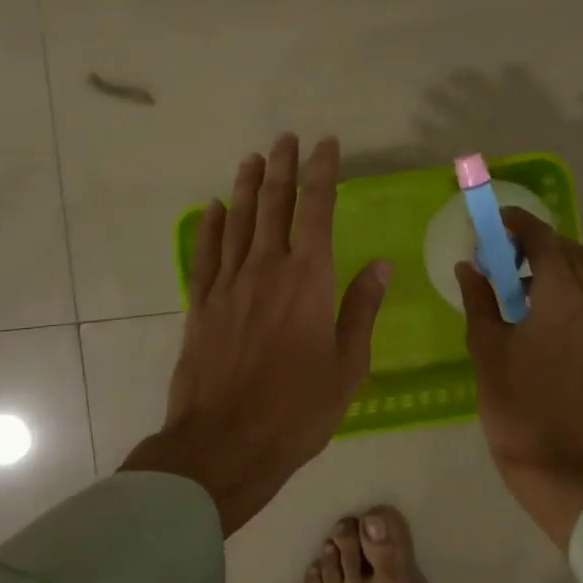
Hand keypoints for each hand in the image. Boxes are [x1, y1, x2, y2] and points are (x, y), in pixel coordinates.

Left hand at [121, 134, 390, 534]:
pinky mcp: (201, 306)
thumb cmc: (298, 409)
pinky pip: (206, 254)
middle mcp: (266, 270)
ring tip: (254, 158)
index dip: (322, 173)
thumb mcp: (348, 365)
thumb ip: (361, 309)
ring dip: (248, 187)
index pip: (317, 210)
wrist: (224, 445)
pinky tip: (214, 208)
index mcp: (308, 280)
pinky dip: (211, 227)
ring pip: (238, 222)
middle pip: (274, 205)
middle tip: (288, 138)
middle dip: (283, 168)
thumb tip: (381, 264)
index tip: (326, 145)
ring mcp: (228, 285)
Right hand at [456, 208, 582, 550]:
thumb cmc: (513, 401)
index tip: (495, 220)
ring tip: (521, 284)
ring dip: (559, 262)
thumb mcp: (485, 345)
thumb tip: (469, 266)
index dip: (519, 222)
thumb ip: (478, 298)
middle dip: (539, 242)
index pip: (544, 240)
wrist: (552, 458)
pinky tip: (537, 310)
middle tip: (506, 255)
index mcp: (562, 297)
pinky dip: (570, 285)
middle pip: (573, 249)